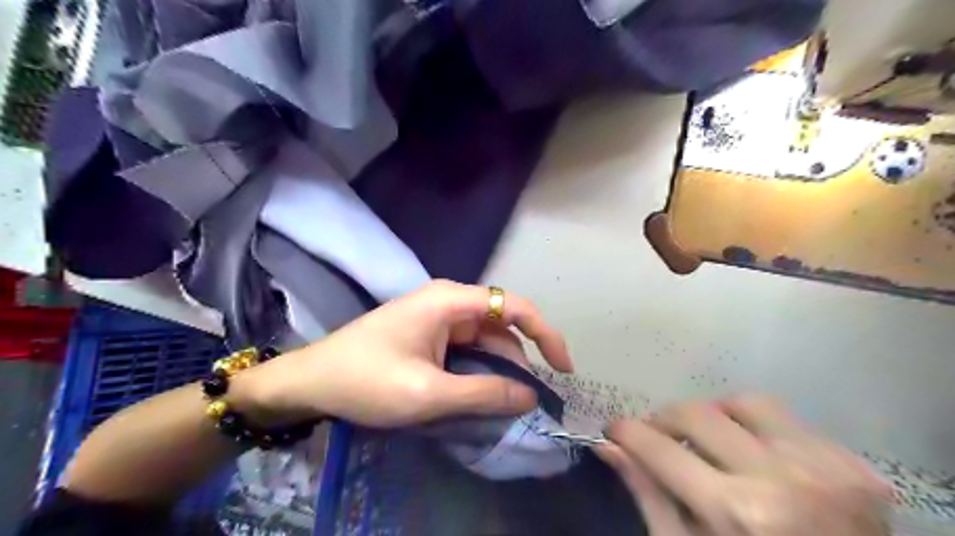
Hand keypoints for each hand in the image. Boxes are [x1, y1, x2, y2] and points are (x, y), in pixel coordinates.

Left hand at [247, 281, 573, 426]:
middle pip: (502, 326)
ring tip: (504, 404)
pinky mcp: (429, 333)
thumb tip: (530, 396)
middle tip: (527, 401)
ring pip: (485, 340)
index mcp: (451, 301)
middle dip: (520, 361)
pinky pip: (467, 348)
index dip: (546, 334)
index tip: (562, 369)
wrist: (311, 381)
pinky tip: (480, 393)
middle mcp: (449, 301)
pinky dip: (479, 370)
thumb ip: (484, 393)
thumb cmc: (366, 380)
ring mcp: (438, 317)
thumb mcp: (429, 393)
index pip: (515, 306)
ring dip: (499, 369)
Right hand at [599, 393, 890, 535]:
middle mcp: (782, 481)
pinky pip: (788, 420)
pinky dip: (760, 430)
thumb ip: (649, 494)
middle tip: (658, 438)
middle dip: (664, 421)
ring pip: (744, 402)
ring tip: (713, 444)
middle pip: (696, 412)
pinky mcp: (857, 467)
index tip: (614, 430)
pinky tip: (761, 459)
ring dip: (716, 417)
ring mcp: (826, 469)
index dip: (625, 431)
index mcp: (736, 513)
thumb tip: (608, 446)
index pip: (658, 448)